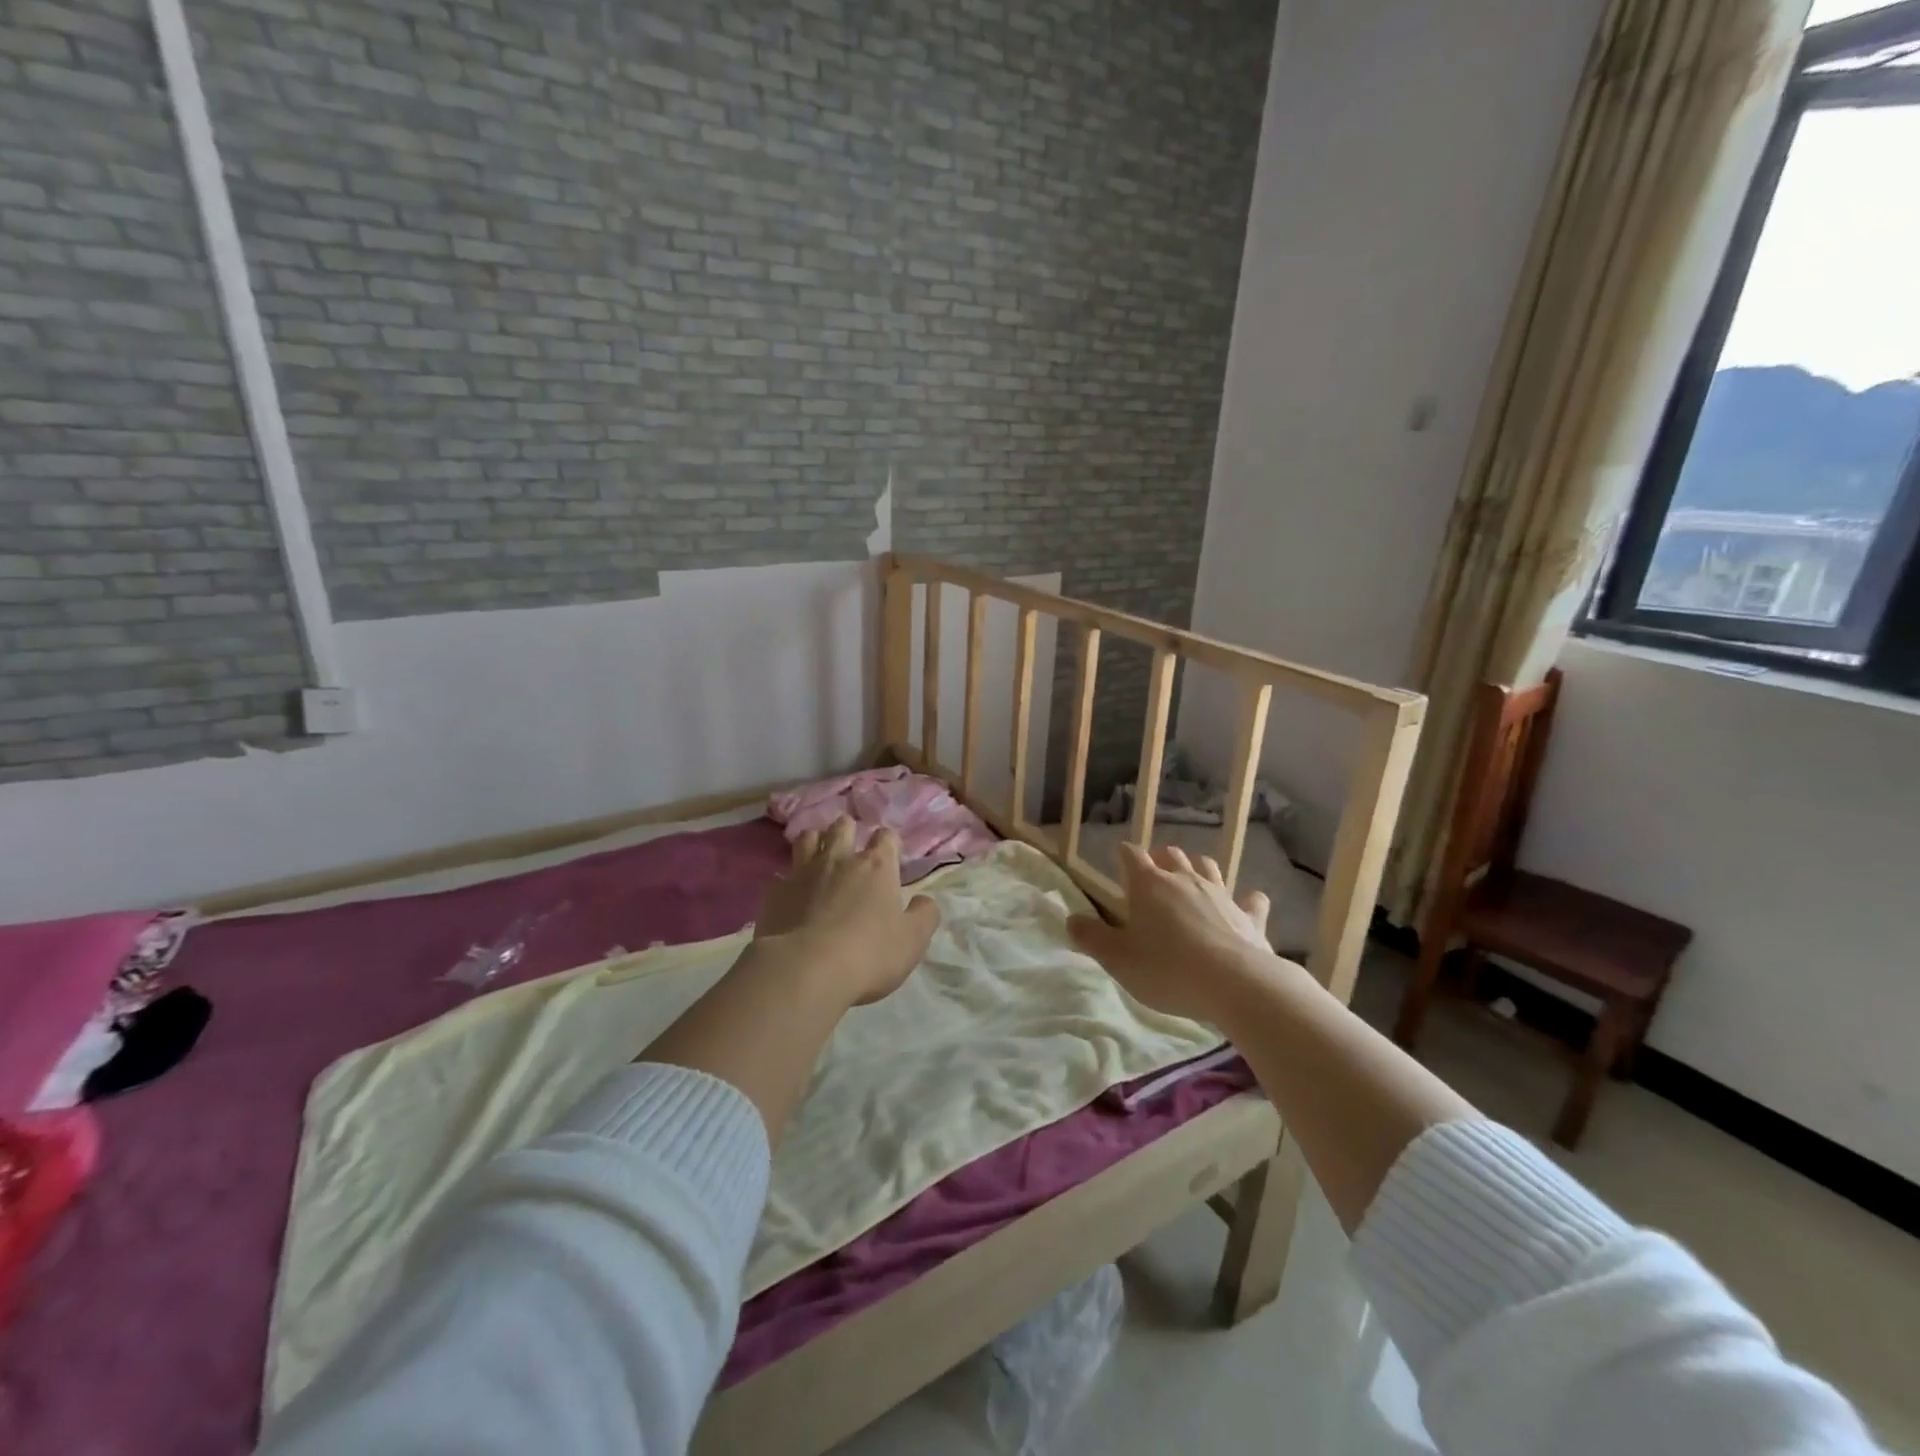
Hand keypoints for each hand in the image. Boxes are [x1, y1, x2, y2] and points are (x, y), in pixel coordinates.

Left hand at [754, 817, 941, 1006]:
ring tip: (818, 853)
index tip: (889, 854)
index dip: (888, 842)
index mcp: (876, 867)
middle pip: (842, 827)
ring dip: (815, 841)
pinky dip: (788, 881)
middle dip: (848, 829)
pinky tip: (790, 893)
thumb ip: (924, 915)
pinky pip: (781, 876)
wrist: (806, 970)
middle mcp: (839, 860)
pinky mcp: (775, 893)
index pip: (885, 837)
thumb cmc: (869, 954)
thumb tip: (924, 901)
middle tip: (850, 842)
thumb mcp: (913, 940)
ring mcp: (803, 873)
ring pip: (807, 839)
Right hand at [1067, 843, 1272, 1022]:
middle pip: (1172, 855)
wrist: (1236, 984)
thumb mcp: (1118, 959)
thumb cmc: (1167, 969)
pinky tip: (1248, 904)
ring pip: (1208, 868)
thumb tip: (1071, 919)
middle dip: (1161, 859)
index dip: (1123, 854)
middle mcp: (1185, 880)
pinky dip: (1247, 900)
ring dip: (1198, 869)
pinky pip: (1251, 900)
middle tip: (1153, 874)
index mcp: (1149, 884)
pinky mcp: (1250, 916)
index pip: (1131, 855)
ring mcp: (1221, 895)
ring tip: (1191, 881)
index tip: (1117, 857)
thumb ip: (1091, 937)